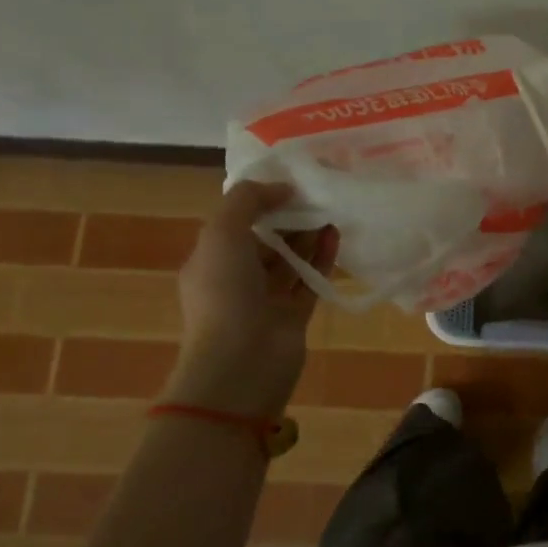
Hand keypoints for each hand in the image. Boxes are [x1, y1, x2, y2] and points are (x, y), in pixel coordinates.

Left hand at [162, 182, 337, 418]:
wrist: (241, 363)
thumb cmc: (224, 293)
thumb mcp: (222, 233)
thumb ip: (248, 200)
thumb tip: (282, 188)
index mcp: (211, 260)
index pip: (236, 223)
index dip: (261, 201)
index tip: (290, 183)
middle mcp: (237, 278)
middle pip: (267, 240)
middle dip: (289, 218)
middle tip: (317, 195)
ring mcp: (267, 299)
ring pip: (291, 260)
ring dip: (309, 235)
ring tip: (332, 210)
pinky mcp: (295, 315)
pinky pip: (310, 280)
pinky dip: (322, 258)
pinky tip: (336, 236)